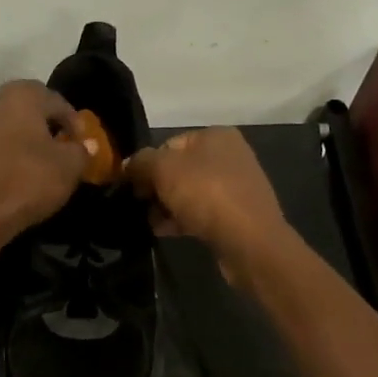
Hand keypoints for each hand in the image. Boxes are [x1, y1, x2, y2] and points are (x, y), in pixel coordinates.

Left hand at [0, 80, 90, 245]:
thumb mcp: (69, 167)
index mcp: (23, 95)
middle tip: (64, 147)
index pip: (58, 102)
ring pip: (13, 126)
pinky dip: (12, 153)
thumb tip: (87, 145)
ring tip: (45, 163)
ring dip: (30, 139)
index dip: (75, 123)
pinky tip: (22, 174)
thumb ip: (82, 151)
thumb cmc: (28, 180)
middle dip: (49, 125)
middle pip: (31, 109)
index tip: (83, 145)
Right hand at [124, 128, 291, 285]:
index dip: (147, 164)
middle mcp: (229, 155)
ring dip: (167, 206)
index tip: (133, 186)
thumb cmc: (206, 194)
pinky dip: (182, 219)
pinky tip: (165, 232)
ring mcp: (235, 186)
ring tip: (150, 222)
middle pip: (178, 169)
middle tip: (140, 206)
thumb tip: (128, 165)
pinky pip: (201, 213)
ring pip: (188, 193)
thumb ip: (141, 162)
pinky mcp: (237, 214)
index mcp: (215, 136)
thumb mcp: (163, 170)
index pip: (168, 144)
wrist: (249, 241)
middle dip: (156, 188)